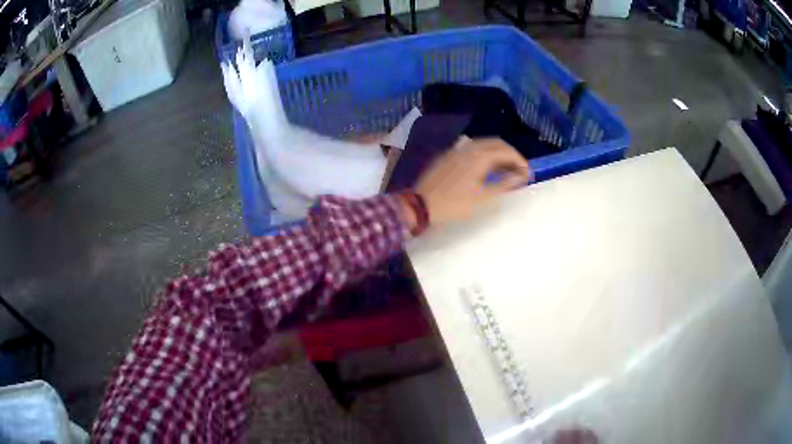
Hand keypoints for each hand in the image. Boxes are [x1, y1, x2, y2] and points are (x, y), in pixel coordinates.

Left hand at [410, 138, 531, 225]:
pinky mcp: (448, 156)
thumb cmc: (454, 204)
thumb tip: (520, 176)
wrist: (420, 205)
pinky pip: (471, 150)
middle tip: (518, 171)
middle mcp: (469, 147)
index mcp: (479, 156)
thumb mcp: (483, 198)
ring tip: (504, 172)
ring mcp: (456, 150)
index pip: (507, 151)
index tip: (528, 174)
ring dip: (497, 154)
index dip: (520, 161)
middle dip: (510, 155)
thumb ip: (504, 185)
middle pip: (496, 144)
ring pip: (483, 145)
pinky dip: (484, 156)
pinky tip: (485, 170)